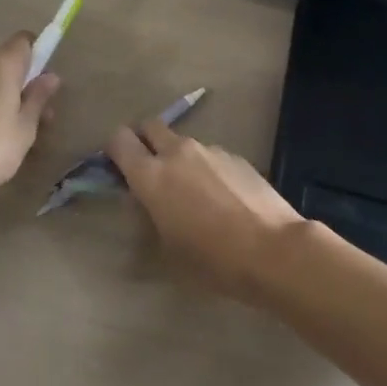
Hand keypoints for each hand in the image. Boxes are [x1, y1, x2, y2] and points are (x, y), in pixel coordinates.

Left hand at [0, 35, 59, 203]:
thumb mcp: (25, 128)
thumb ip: (38, 99)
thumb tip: (51, 76)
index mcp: (2, 66)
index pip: (23, 41)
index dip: (38, 53)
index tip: (45, 81)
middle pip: (7, 63)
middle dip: (25, 84)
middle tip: (39, 118)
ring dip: (5, 98)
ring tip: (15, 135)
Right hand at [107, 119, 304, 303]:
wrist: (271, 249)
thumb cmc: (211, 259)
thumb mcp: (168, 248)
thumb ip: (150, 215)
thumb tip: (145, 200)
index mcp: (151, 175)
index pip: (119, 140)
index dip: (114, 150)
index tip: (117, 168)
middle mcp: (177, 152)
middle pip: (150, 126)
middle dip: (144, 141)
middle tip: (149, 170)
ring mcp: (209, 150)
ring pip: (182, 142)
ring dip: (178, 158)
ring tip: (192, 193)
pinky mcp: (234, 155)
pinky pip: (209, 155)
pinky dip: (205, 168)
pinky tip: (221, 199)